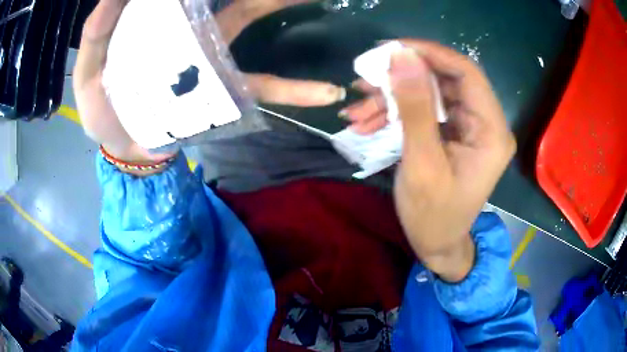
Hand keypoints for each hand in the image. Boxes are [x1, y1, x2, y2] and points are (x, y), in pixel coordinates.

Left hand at [74, 0, 344, 165]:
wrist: (128, 148)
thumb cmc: (103, 111)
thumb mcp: (89, 74)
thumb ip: (95, 35)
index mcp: (157, 20)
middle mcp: (190, 27)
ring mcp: (213, 57)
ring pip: (252, 20)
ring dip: (286, 7)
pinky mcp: (225, 92)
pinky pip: (266, 86)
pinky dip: (297, 90)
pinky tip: (328, 91)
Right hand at [385, 42, 515, 281]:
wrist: (435, 244)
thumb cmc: (433, 215)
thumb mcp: (422, 163)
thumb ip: (415, 107)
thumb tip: (401, 57)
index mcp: (491, 131)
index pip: (466, 72)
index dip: (430, 54)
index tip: (390, 49)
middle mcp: (485, 123)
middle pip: (445, 80)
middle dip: (403, 78)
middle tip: (365, 80)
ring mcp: (468, 127)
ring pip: (430, 93)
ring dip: (392, 98)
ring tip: (357, 110)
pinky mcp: (453, 132)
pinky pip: (425, 110)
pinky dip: (395, 112)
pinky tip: (366, 122)